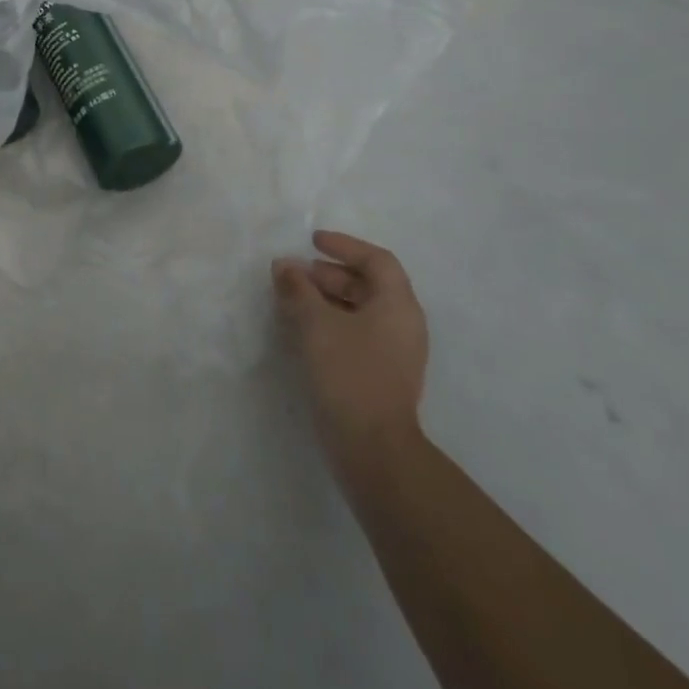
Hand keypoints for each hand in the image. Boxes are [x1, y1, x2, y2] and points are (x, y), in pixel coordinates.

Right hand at [273, 230, 428, 476]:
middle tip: (296, 274)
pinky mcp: (381, 374)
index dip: (345, 246)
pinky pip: (357, 333)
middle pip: (369, 284)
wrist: (372, 447)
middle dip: (330, 274)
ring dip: (327, 298)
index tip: (313, 241)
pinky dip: (331, 322)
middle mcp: (403, 324)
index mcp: (398, 305)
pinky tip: (303, 330)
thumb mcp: (316, 323)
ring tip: (293, 300)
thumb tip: (284, 265)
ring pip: (361, 310)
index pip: (377, 261)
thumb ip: (298, 288)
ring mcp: (395, 352)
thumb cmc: (348, 372)